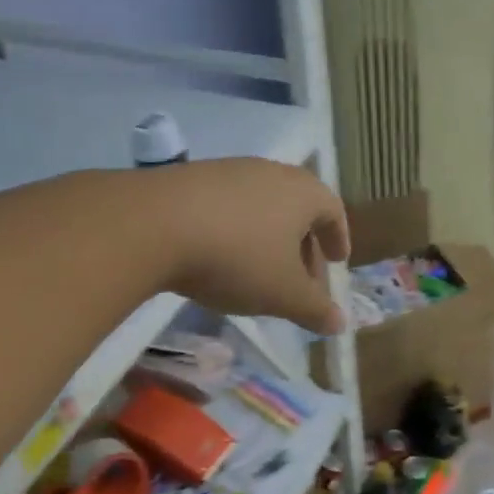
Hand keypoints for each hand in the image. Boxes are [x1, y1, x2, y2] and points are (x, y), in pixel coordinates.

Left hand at [148, 159, 350, 333]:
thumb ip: (315, 310)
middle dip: (303, 244)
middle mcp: (270, 172)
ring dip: (267, 239)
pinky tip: (218, 258)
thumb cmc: (237, 258)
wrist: (152, 225)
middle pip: (297, 207)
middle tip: (300, 278)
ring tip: (258, 272)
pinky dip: (234, 231)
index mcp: (302, 192)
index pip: (332, 210)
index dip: (338, 237)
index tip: (337, 261)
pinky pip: (227, 206)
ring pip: (261, 206)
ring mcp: (228, 171)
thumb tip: (340, 323)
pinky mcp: (190, 178)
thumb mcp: (283, 294)